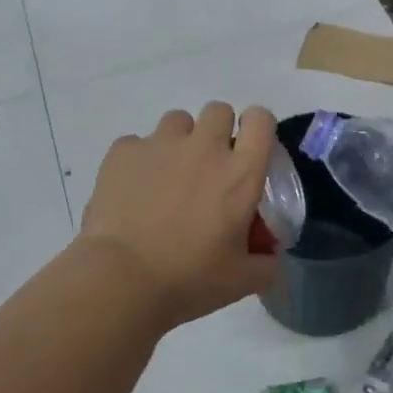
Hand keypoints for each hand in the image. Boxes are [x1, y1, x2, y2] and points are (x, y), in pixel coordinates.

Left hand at [80, 102, 279, 327]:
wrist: (121, 279)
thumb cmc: (189, 279)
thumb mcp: (242, 281)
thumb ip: (266, 263)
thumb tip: (271, 255)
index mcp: (240, 173)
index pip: (261, 119)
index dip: (257, 128)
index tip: (249, 150)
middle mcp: (203, 147)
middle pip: (219, 111)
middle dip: (217, 132)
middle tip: (208, 168)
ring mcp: (160, 144)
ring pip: (177, 121)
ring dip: (179, 142)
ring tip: (168, 177)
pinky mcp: (123, 151)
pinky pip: (138, 142)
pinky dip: (140, 160)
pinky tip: (133, 190)